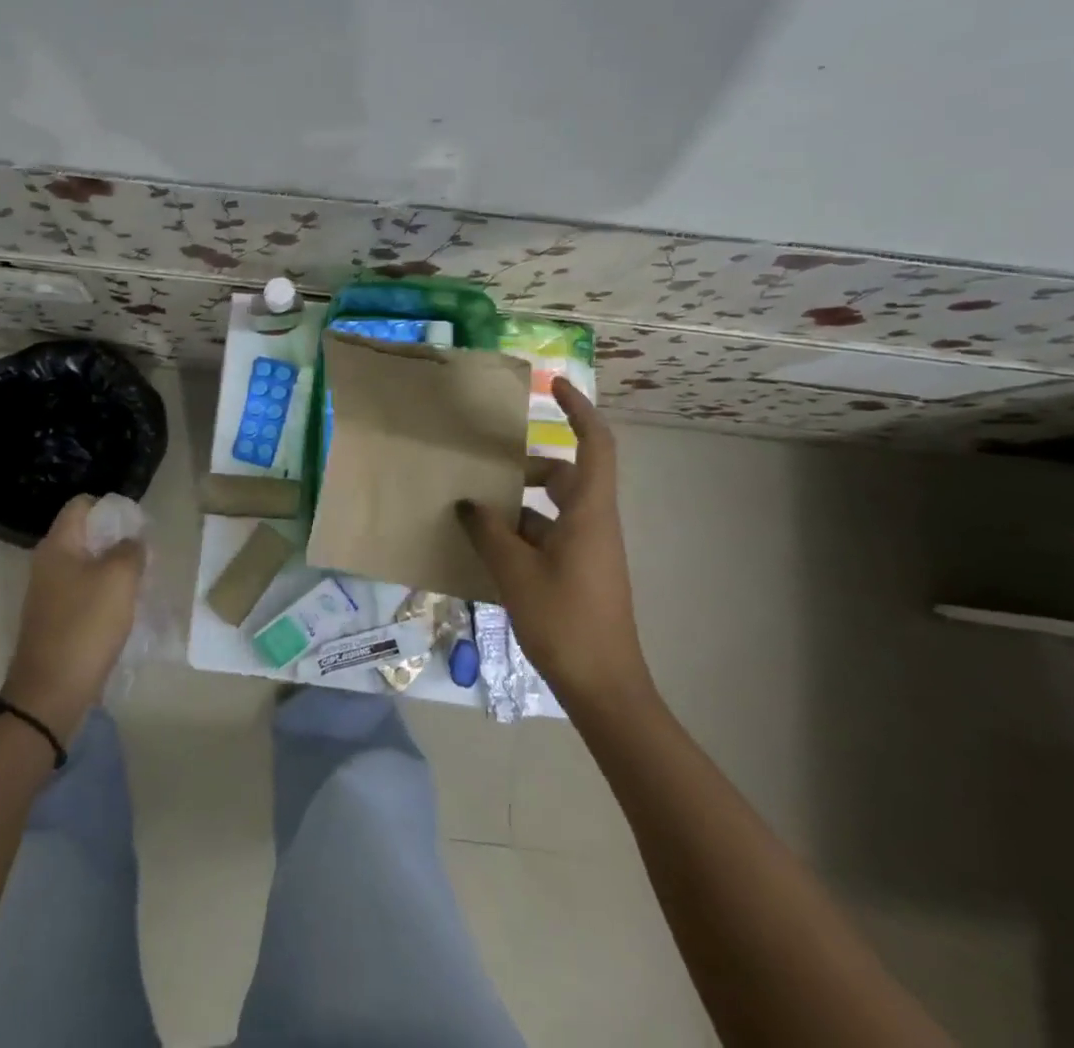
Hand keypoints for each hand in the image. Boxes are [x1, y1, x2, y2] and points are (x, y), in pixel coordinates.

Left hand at [1, 495, 145, 743]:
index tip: (136, 523)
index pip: (81, 505)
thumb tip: (132, 541)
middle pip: (85, 535)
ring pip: (86, 566)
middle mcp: (47, 563)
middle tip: (144, 554)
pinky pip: (83, 594)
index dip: (110, 507)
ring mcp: (48, 594)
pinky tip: (123, 610)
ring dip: (112, 570)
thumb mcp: (119, 578)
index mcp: (57, 545)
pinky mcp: (55, 621)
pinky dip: (103, 595)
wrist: (51, 692)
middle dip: (116, 540)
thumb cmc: (85, 625)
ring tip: (139, 582)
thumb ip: (130, 549)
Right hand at [456, 378, 652, 713]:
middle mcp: (594, 523)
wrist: (604, 688)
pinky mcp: (581, 572)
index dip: (578, 409)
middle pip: (566, 474)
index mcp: (589, 512)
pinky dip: (522, 532)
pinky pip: (550, 534)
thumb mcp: (514, 571)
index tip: (553, 385)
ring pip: (554, 507)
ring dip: (520, 503)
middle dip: (528, 465)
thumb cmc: (564, 620)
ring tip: (477, 511)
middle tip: (489, 467)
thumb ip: (488, 530)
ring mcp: (589, 549)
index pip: (594, 444)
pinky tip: (488, 547)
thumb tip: (469, 503)